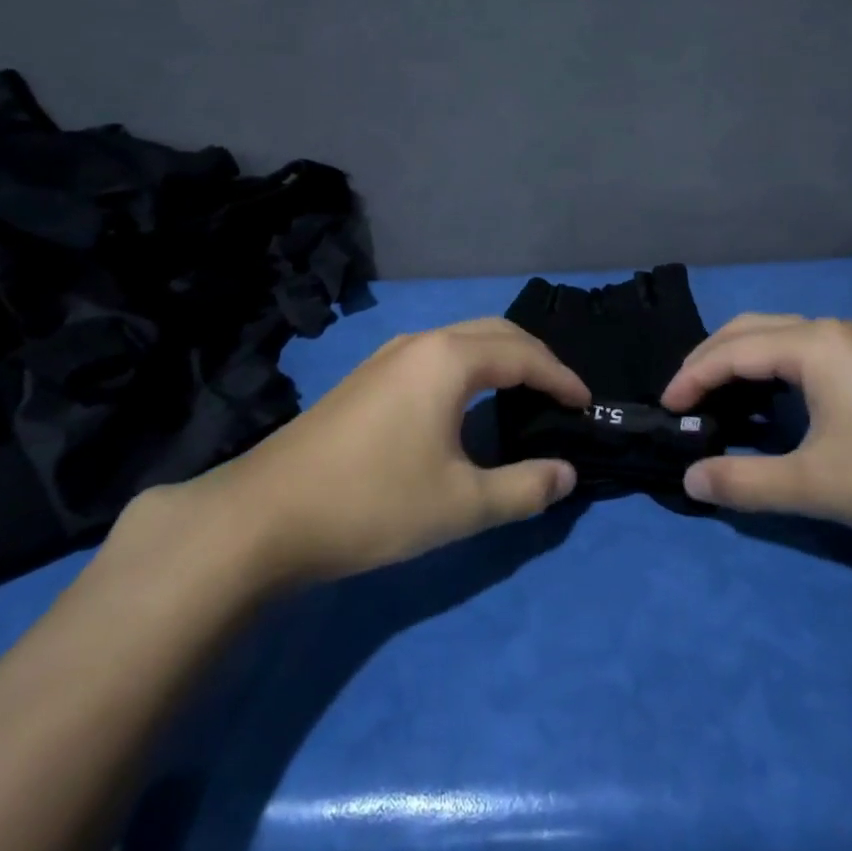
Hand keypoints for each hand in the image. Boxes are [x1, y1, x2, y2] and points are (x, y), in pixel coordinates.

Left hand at [134, 319, 590, 590]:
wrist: (265, 517)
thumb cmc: (373, 504)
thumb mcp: (462, 505)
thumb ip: (524, 488)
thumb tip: (566, 473)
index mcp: (448, 359)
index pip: (524, 355)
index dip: (562, 378)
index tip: (586, 405)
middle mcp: (419, 343)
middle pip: (494, 333)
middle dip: (535, 357)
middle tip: (560, 394)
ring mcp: (385, 357)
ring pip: (461, 340)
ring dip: (500, 358)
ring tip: (522, 394)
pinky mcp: (365, 379)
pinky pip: (435, 356)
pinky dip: (469, 368)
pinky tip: (465, 404)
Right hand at [661, 314, 851, 559]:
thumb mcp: (817, 485)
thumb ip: (745, 482)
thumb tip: (689, 480)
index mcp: (814, 345)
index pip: (731, 350)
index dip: (690, 377)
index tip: (664, 409)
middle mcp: (832, 333)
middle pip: (751, 330)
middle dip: (709, 360)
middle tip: (682, 398)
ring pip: (780, 340)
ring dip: (740, 363)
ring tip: (714, 400)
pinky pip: (804, 356)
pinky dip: (770, 372)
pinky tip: (767, 406)